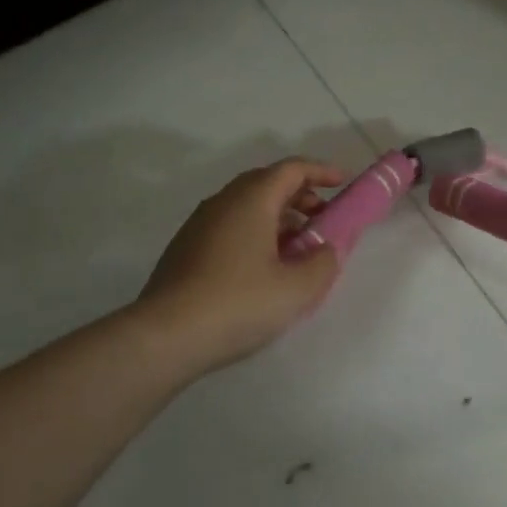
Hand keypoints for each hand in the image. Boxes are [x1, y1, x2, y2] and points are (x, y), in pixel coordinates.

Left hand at [134, 158, 345, 374]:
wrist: (164, 337)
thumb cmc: (238, 303)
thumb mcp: (297, 289)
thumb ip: (323, 263)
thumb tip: (325, 249)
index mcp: (252, 199)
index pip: (292, 169)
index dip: (321, 171)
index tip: (343, 182)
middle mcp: (223, 202)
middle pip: (267, 183)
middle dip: (299, 195)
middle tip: (322, 217)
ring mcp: (199, 224)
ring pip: (246, 206)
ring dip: (277, 217)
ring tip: (296, 248)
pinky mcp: (185, 249)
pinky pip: (229, 226)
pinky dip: (254, 233)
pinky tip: (262, 268)